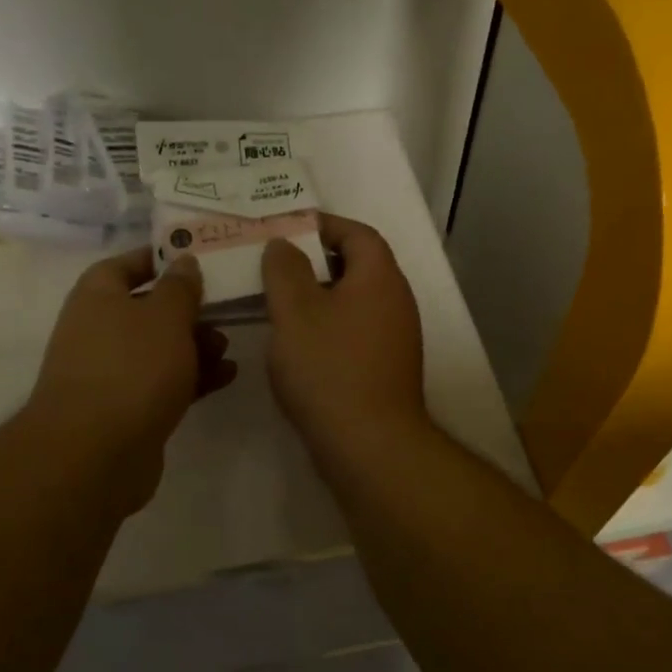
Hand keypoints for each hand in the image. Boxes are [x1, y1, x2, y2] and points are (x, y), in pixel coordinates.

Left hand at [25, 249, 235, 513]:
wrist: (95, 452)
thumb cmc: (132, 367)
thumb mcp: (165, 316)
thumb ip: (180, 287)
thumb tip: (183, 262)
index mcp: (98, 296)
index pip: (128, 263)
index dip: (161, 258)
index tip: (198, 258)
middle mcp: (99, 330)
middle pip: (148, 308)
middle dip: (188, 309)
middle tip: (224, 309)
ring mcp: (112, 372)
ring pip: (160, 348)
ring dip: (195, 345)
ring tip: (227, 348)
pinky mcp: (127, 409)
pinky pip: (164, 382)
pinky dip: (193, 377)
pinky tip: (227, 377)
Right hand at [261, 215, 428, 475]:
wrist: (369, 445)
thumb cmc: (330, 368)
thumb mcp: (295, 311)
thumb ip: (285, 269)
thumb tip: (284, 244)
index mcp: (380, 278)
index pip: (357, 233)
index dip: (323, 225)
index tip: (286, 229)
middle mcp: (396, 302)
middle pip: (357, 266)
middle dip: (315, 262)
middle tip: (275, 266)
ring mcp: (395, 339)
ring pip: (353, 302)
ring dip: (318, 297)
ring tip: (278, 303)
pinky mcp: (385, 370)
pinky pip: (354, 332)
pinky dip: (327, 327)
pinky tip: (297, 345)